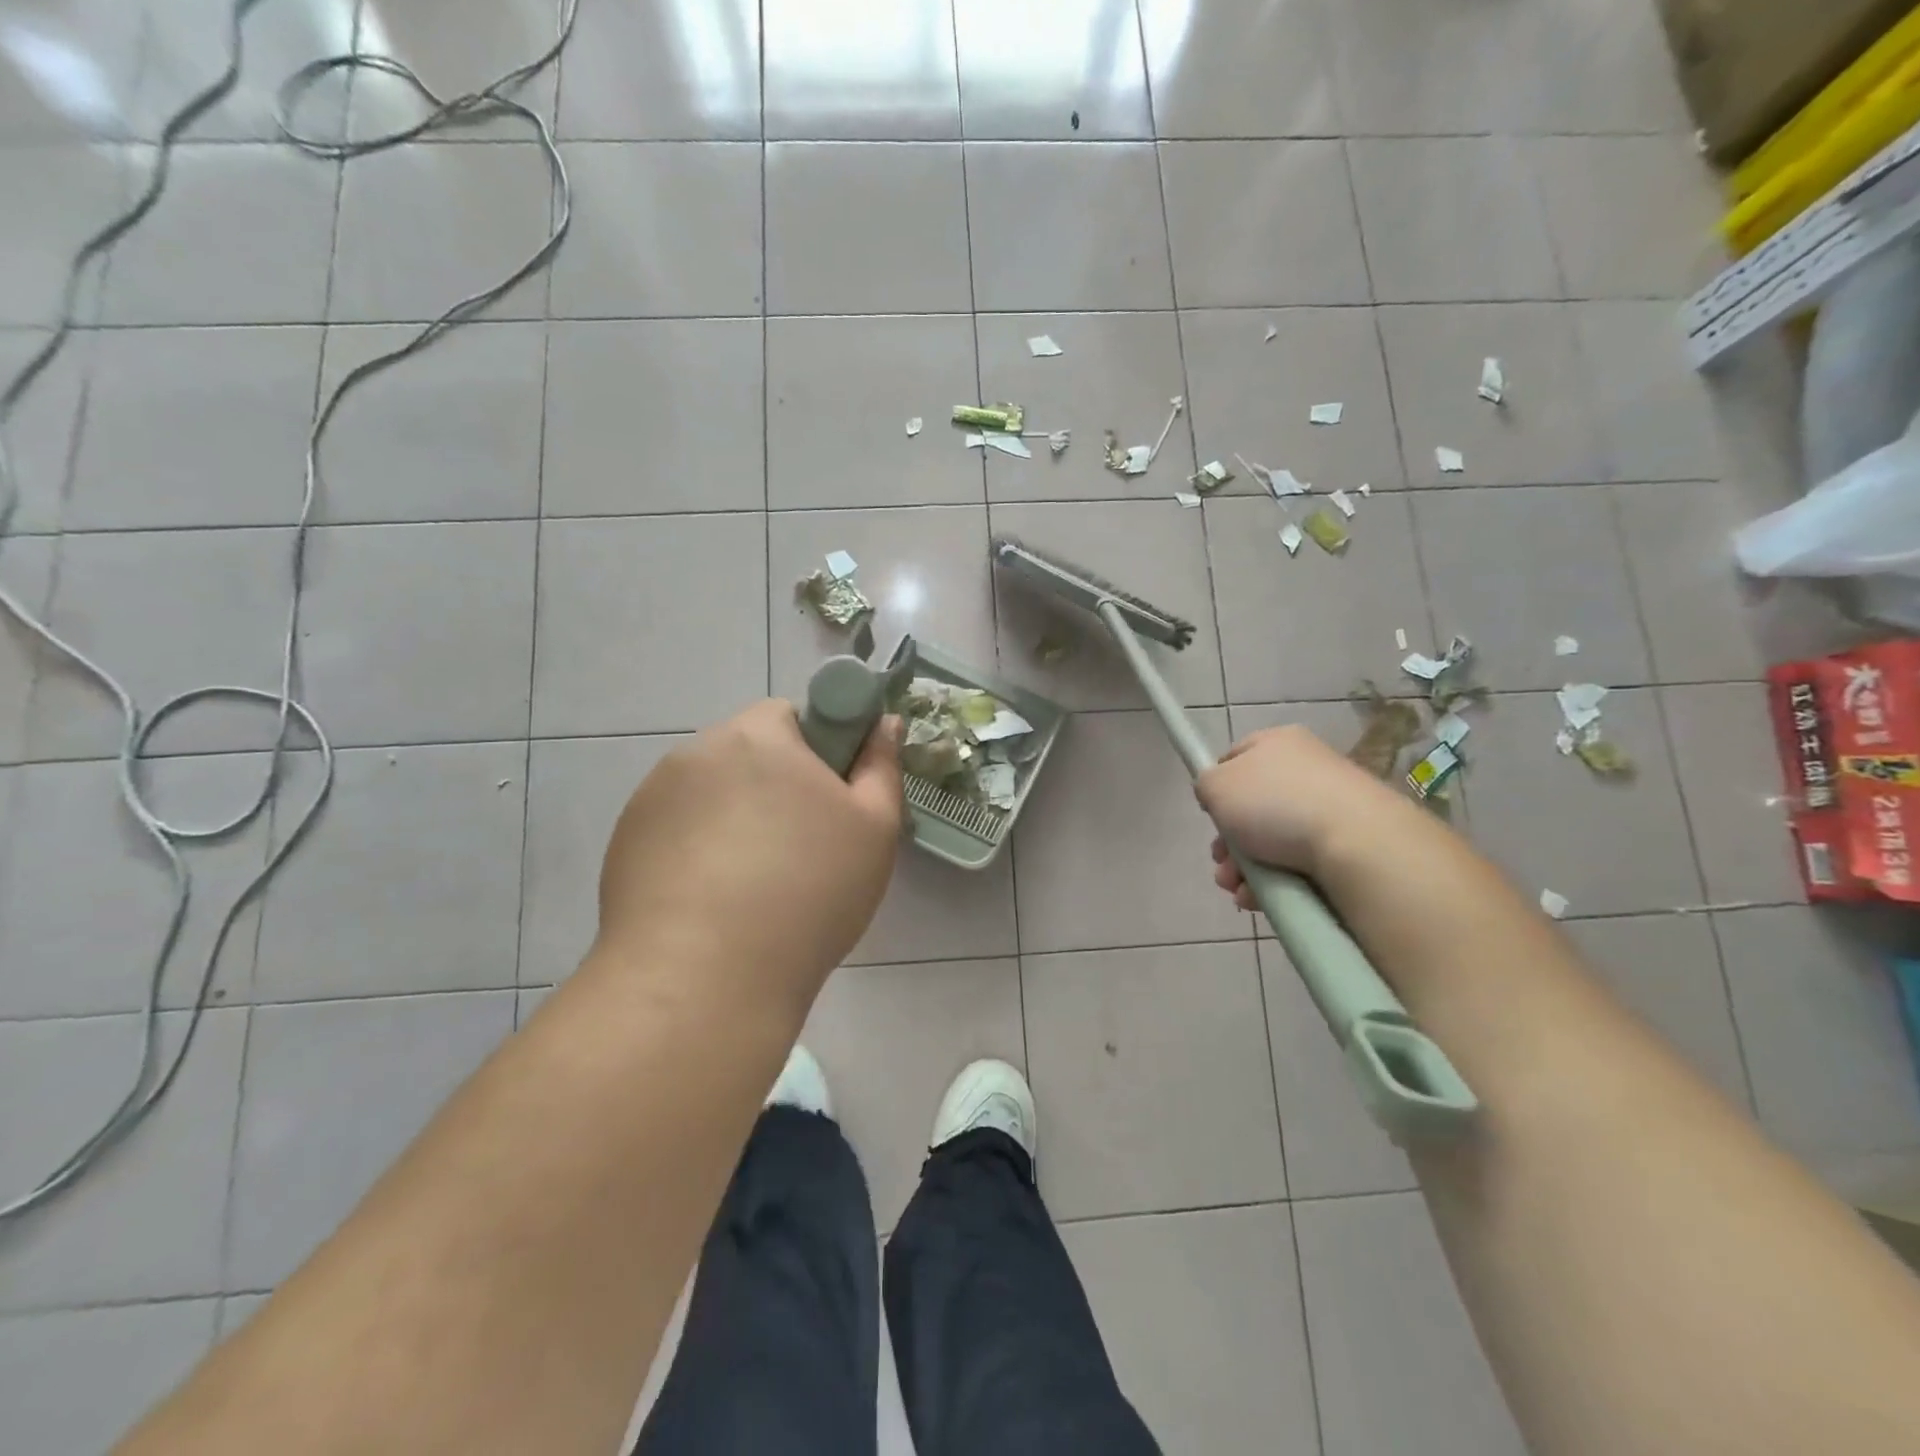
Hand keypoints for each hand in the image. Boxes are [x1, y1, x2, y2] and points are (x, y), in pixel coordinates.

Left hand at [595, 700, 903, 1006]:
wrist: (704, 980)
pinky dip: (698, 851)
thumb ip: (882, 765)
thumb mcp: (874, 828)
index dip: (818, 753)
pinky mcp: (625, 843)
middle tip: (802, 849)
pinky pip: (677, 831)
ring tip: (754, 885)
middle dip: (775, 787)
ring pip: (711, 794)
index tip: (829, 805)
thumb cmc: (808, 892)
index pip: (791, 715)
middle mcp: (696, 752)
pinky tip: (713, 903)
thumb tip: (883, 724)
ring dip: (735, 818)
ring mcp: (651, 799)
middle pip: (748, 754)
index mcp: (757, 735)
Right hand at [1195, 724, 1407, 909]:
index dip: (1216, 786)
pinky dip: (1274, 881)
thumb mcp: (1216, 785)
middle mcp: (1307, 768)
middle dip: (1228, 842)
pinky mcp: (1347, 842)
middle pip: (1252, 806)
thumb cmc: (1275, 804)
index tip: (1208, 814)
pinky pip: (1298, 861)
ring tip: (1237, 889)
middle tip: (1221, 862)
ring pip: (1272, 839)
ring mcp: (1330, 806)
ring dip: (1245, 868)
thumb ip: (1205, 785)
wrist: (1357, 843)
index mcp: (1278, 742)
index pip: (1236, 757)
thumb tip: (1217, 795)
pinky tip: (1259, 899)